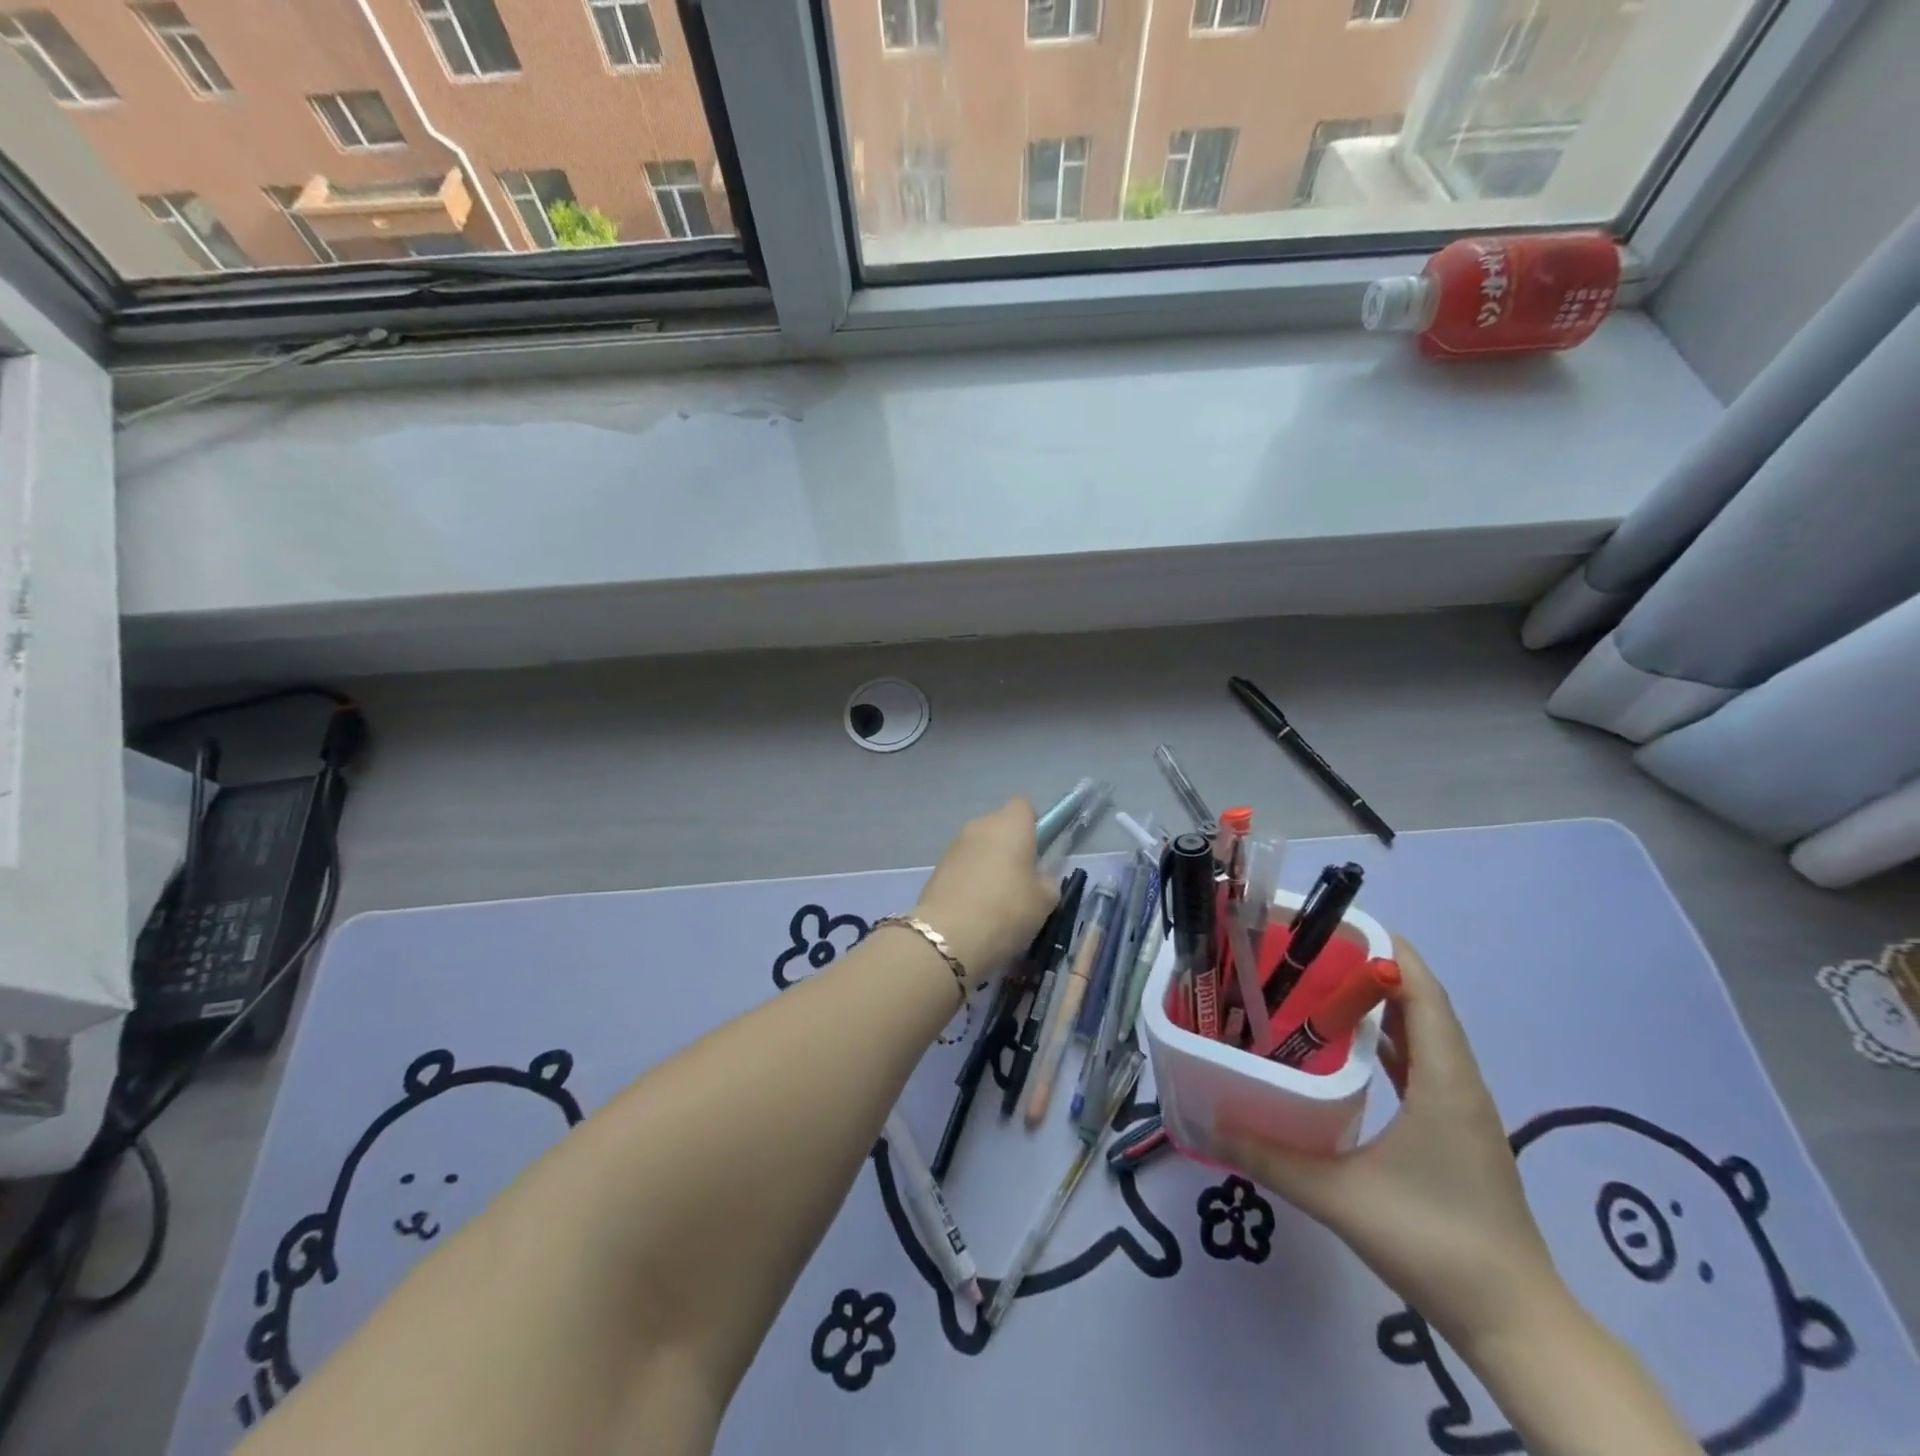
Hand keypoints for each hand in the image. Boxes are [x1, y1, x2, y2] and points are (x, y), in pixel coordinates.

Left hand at [912, 799, 1058, 987]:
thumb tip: (1040, 878)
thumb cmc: (1007, 911)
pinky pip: (962, 865)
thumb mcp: (1044, 902)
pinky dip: (969, 879)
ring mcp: (954, 845)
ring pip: (979, 846)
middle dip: (1009, 846)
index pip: (1023, 806)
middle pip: (999, 826)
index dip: (1032, 825)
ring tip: (995, 900)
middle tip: (1020, 880)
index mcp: (1011, 825)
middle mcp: (980, 826)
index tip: (1038, 851)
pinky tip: (974, 907)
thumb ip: (1047, 882)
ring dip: (988, 863)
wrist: (948, 936)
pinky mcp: (937, 867)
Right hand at [1217, 935, 1564, 1354]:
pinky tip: (1353, 1051)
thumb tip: (1210, 1126)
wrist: (1515, 1323)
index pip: (1424, 994)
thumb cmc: (1434, 1242)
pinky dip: (1393, 1044)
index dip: (1390, 952)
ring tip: (1324, 989)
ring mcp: (1464, 1111)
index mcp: (1445, 1082)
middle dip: (1376, 972)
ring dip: (1384, 1007)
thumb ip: (1270, 1158)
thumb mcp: (1340, 1197)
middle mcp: (1461, 1085)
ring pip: (1426, 1037)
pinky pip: (1425, 1067)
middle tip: (1314, 954)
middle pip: (1424, 1006)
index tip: (1339, 926)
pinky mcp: (1459, 1134)